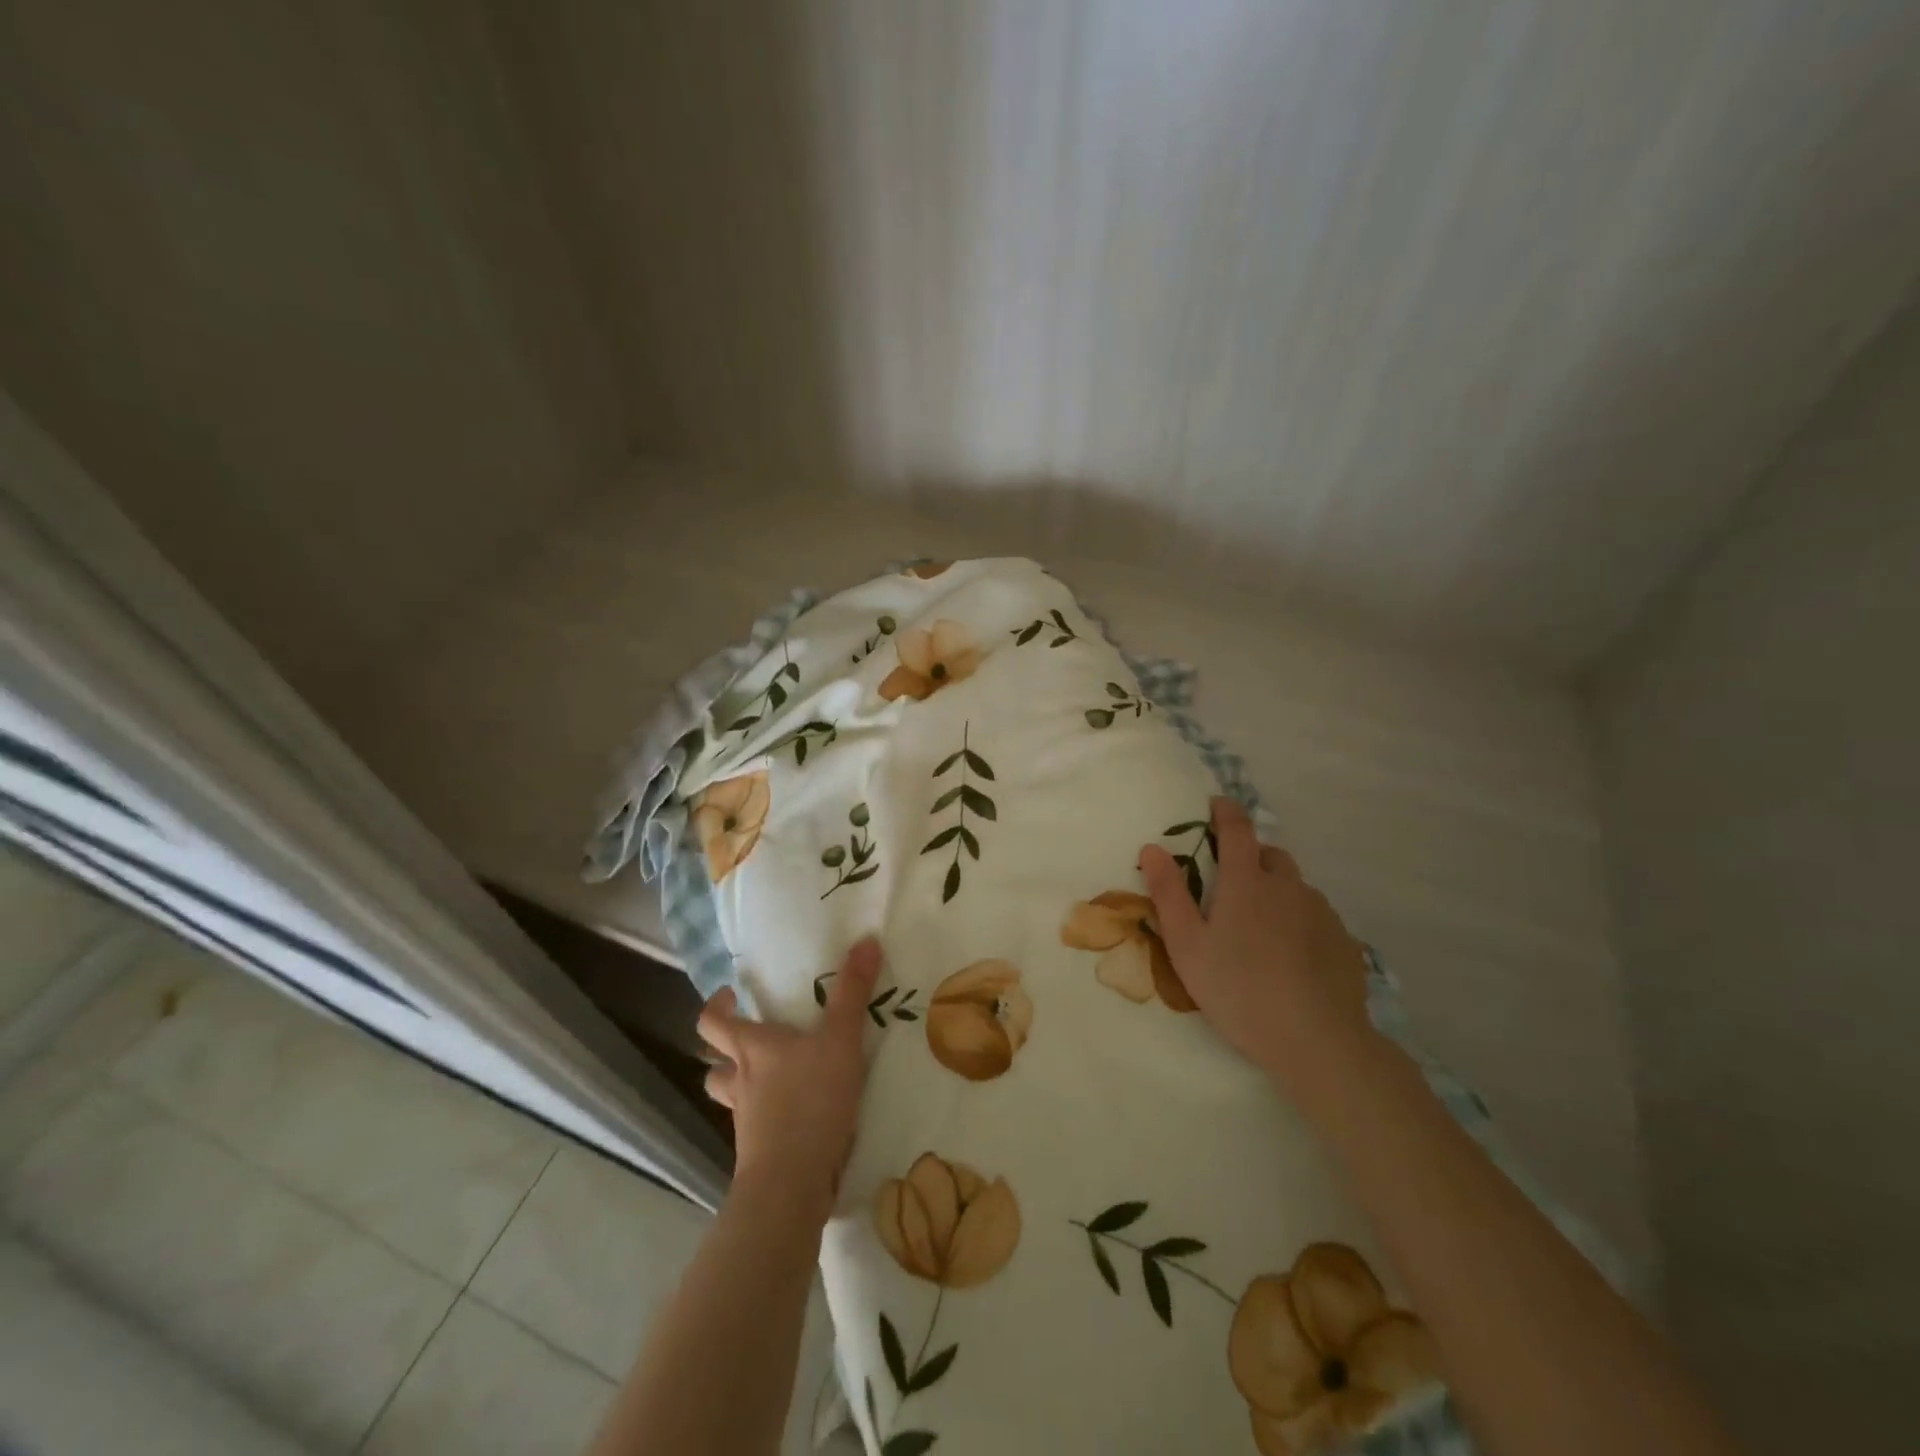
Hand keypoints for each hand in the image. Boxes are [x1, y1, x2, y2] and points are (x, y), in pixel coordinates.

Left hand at [698, 936, 882, 1222]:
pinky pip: (754, 1127)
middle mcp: (741, 1081)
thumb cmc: (810, 1100)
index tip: (729, 996)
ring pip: (729, 1097)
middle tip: (750, 1036)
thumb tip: (866, 939)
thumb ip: (854, 992)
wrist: (791, 1183)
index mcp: (752, 1048)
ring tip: (769, 1077)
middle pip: (714, 1063)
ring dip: (740, 1085)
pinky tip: (793, 1115)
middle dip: (724, 1050)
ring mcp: (746, 1121)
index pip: (713, 1023)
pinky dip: (765, 1117)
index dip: (716, 1007)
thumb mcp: (841, 1039)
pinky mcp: (758, 1152)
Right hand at [1139, 798, 1373, 1082]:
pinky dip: (1300, 922)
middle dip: (1251, 857)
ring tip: (1261, 929)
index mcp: (1247, 881)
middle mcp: (1288, 886)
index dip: (1225, 811)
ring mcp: (1322, 912)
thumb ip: (1168, 893)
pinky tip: (1292, 957)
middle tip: (1231, 885)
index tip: (1215, 804)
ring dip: (1277, 891)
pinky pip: (1317, 917)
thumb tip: (1152, 847)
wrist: (1316, 1041)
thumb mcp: (1187, 945)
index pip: (1237, 828)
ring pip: (1295, 887)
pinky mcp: (1344, 941)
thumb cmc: (1238, 989)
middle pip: (1270, 855)